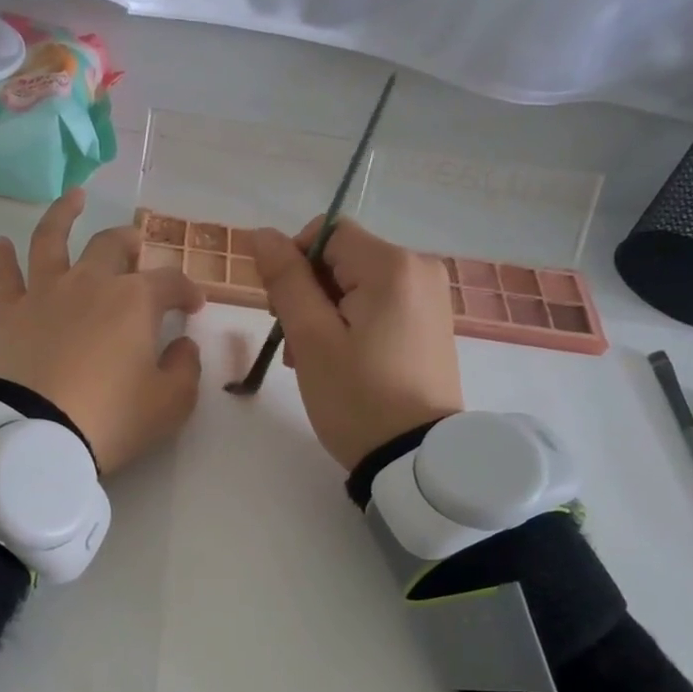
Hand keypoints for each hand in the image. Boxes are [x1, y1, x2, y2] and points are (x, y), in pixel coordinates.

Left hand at [0, 188, 205, 472]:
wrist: (40, 436)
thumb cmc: (113, 418)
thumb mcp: (171, 403)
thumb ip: (185, 368)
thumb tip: (183, 345)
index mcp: (135, 301)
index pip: (170, 282)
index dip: (187, 290)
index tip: (194, 305)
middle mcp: (91, 283)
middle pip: (112, 246)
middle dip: (131, 242)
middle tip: (137, 246)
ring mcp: (47, 293)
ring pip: (53, 239)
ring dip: (64, 214)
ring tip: (73, 197)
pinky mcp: (11, 314)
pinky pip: (5, 277)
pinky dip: (2, 258)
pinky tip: (1, 243)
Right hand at [250, 218, 461, 469]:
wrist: (416, 458)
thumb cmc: (357, 397)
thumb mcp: (311, 338)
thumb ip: (285, 279)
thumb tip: (261, 234)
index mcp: (392, 265)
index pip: (326, 232)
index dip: (293, 262)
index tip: (281, 308)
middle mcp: (420, 269)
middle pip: (343, 258)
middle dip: (308, 292)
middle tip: (294, 342)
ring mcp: (430, 298)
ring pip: (357, 284)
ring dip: (326, 312)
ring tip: (312, 359)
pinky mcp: (431, 324)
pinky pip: (379, 306)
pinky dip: (352, 324)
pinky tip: (341, 361)